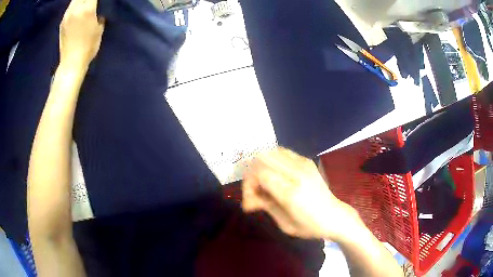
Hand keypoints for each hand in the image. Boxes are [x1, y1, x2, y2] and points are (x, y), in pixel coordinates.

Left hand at [59, 0, 104, 67]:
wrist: (71, 63)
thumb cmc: (88, 48)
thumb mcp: (99, 29)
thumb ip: (99, 15)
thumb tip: (98, 11)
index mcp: (87, 10)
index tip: (98, 0)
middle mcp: (76, 9)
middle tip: (91, 1)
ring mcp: (67, 16)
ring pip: (74, 0)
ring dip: (80, 0)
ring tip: (84, 2)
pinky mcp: (62, 22)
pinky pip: (69, 7)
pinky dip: (74, 5)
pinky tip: (77, 8)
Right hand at [242, 147, 360, 239]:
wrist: (335, 216)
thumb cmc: (310, 226)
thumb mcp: (284, 224)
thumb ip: (265, 206)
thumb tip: (248, 199)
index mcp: (291, 193)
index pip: (260, 174)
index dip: (249, 185)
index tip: (250, 202)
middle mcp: (297, 174)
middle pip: (263, 159)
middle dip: (252, 174)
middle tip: (255, 191)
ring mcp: (304, 164)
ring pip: (271, 152)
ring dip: (261, 166)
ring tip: (263, 183)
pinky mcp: (307, 161)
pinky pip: (282, 152)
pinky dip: (273, 161)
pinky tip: (275, 175)